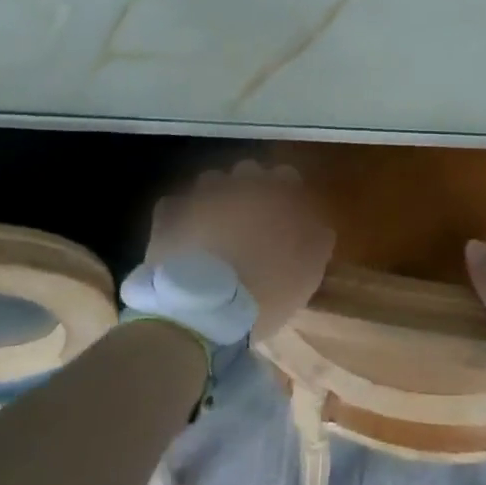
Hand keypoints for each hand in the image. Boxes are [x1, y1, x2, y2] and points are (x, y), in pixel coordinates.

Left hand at [146, 161, 335, 341]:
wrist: (204, 311)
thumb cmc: (267, 290)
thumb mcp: (310, 270)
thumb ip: (316, 238)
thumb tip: (315, 226)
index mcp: (277, 191)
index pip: (287, 176)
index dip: (286, 197)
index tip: (286, 220)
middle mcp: (239, 182)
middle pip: (249, 173)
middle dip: (250, 192)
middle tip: (252, 226)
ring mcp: (200, 194)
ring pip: (212, 184)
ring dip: (216, 201)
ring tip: (216, 234)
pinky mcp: (169, 212)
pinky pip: (178, 206)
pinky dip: (183, 218)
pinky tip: (188, 242)